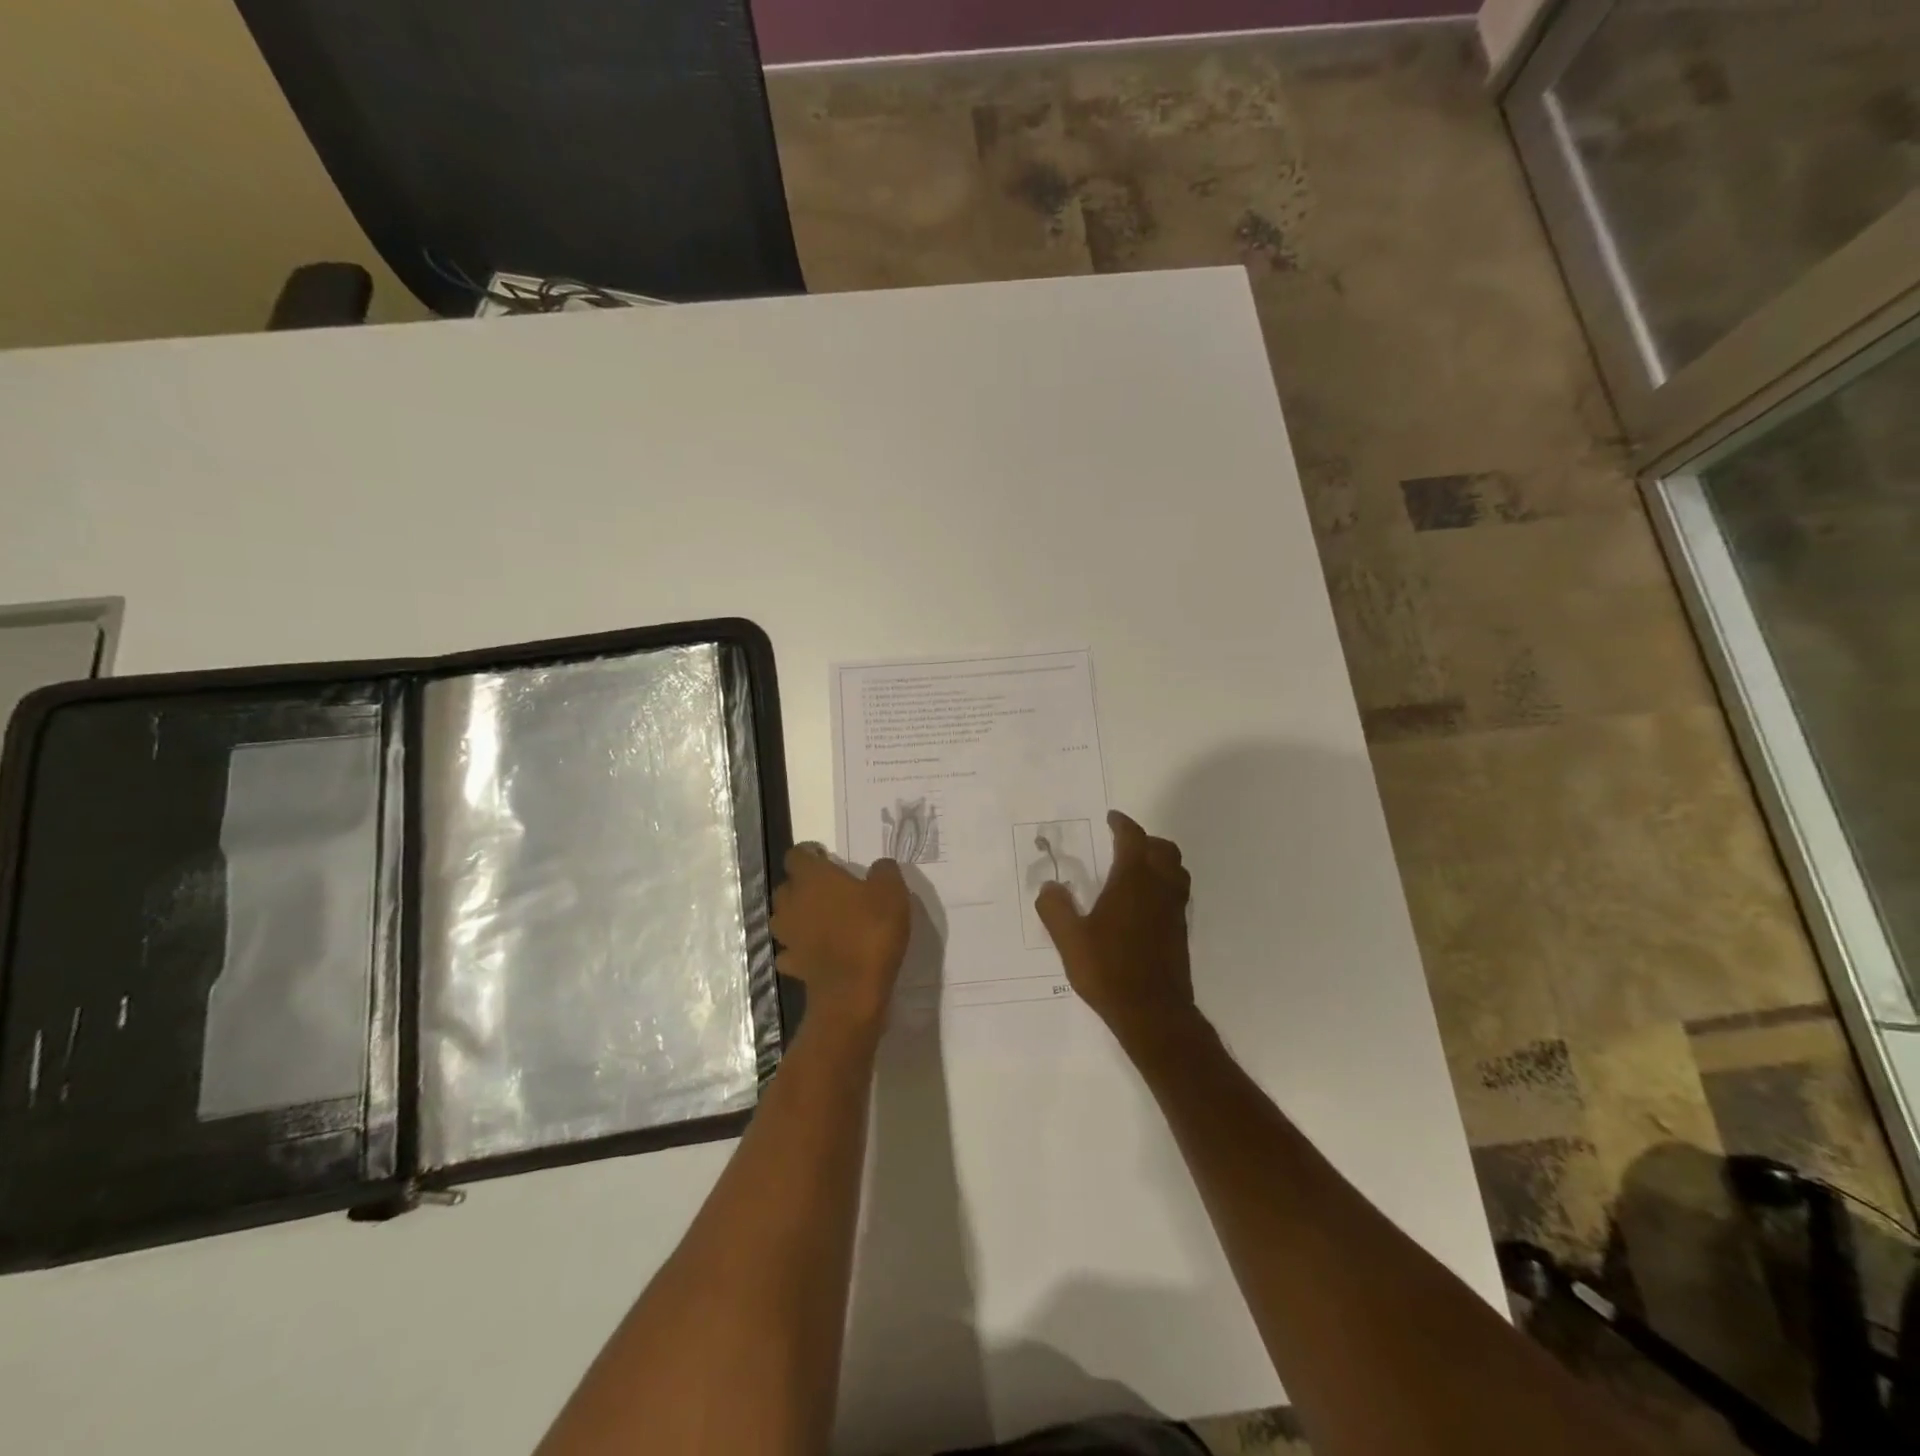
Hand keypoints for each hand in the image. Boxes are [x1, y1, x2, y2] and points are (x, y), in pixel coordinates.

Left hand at [771, 845, 911, 1034]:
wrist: (853, 991)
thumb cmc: (871, 932)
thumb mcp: (892, 892)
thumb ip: (884, 871)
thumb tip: (879, 866)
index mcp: (812, 878)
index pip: (797, 855)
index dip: (810, 854)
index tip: (827, 858)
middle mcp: (791, 902)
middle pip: (787, 886)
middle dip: (802, 885)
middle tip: (829, 890)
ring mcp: (788, 936)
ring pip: (783, 918)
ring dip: (797, 916)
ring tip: (821, 919)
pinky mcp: (791, 964)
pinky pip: (790, 949)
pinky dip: (799, 948)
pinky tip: (816, 950)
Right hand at [1035, 811, 1194, 1050]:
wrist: (1153, 1012)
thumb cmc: (1109, 969)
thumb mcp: (1070, 940)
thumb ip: (1055, 909)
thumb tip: (1049, 887)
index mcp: (1133, 881)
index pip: (1132, 838)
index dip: (1122, 824)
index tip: (1112, 818)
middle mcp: (1159, 887)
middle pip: (1163, 849)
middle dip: (1145, 840)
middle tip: (1123, 845)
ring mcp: (1175, 909)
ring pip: (1176, 870)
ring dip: (1160, 861)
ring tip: (1137, 870)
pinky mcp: (1181, 930)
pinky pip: (1177, 892)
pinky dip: (1165, 884)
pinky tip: (1145, 903)